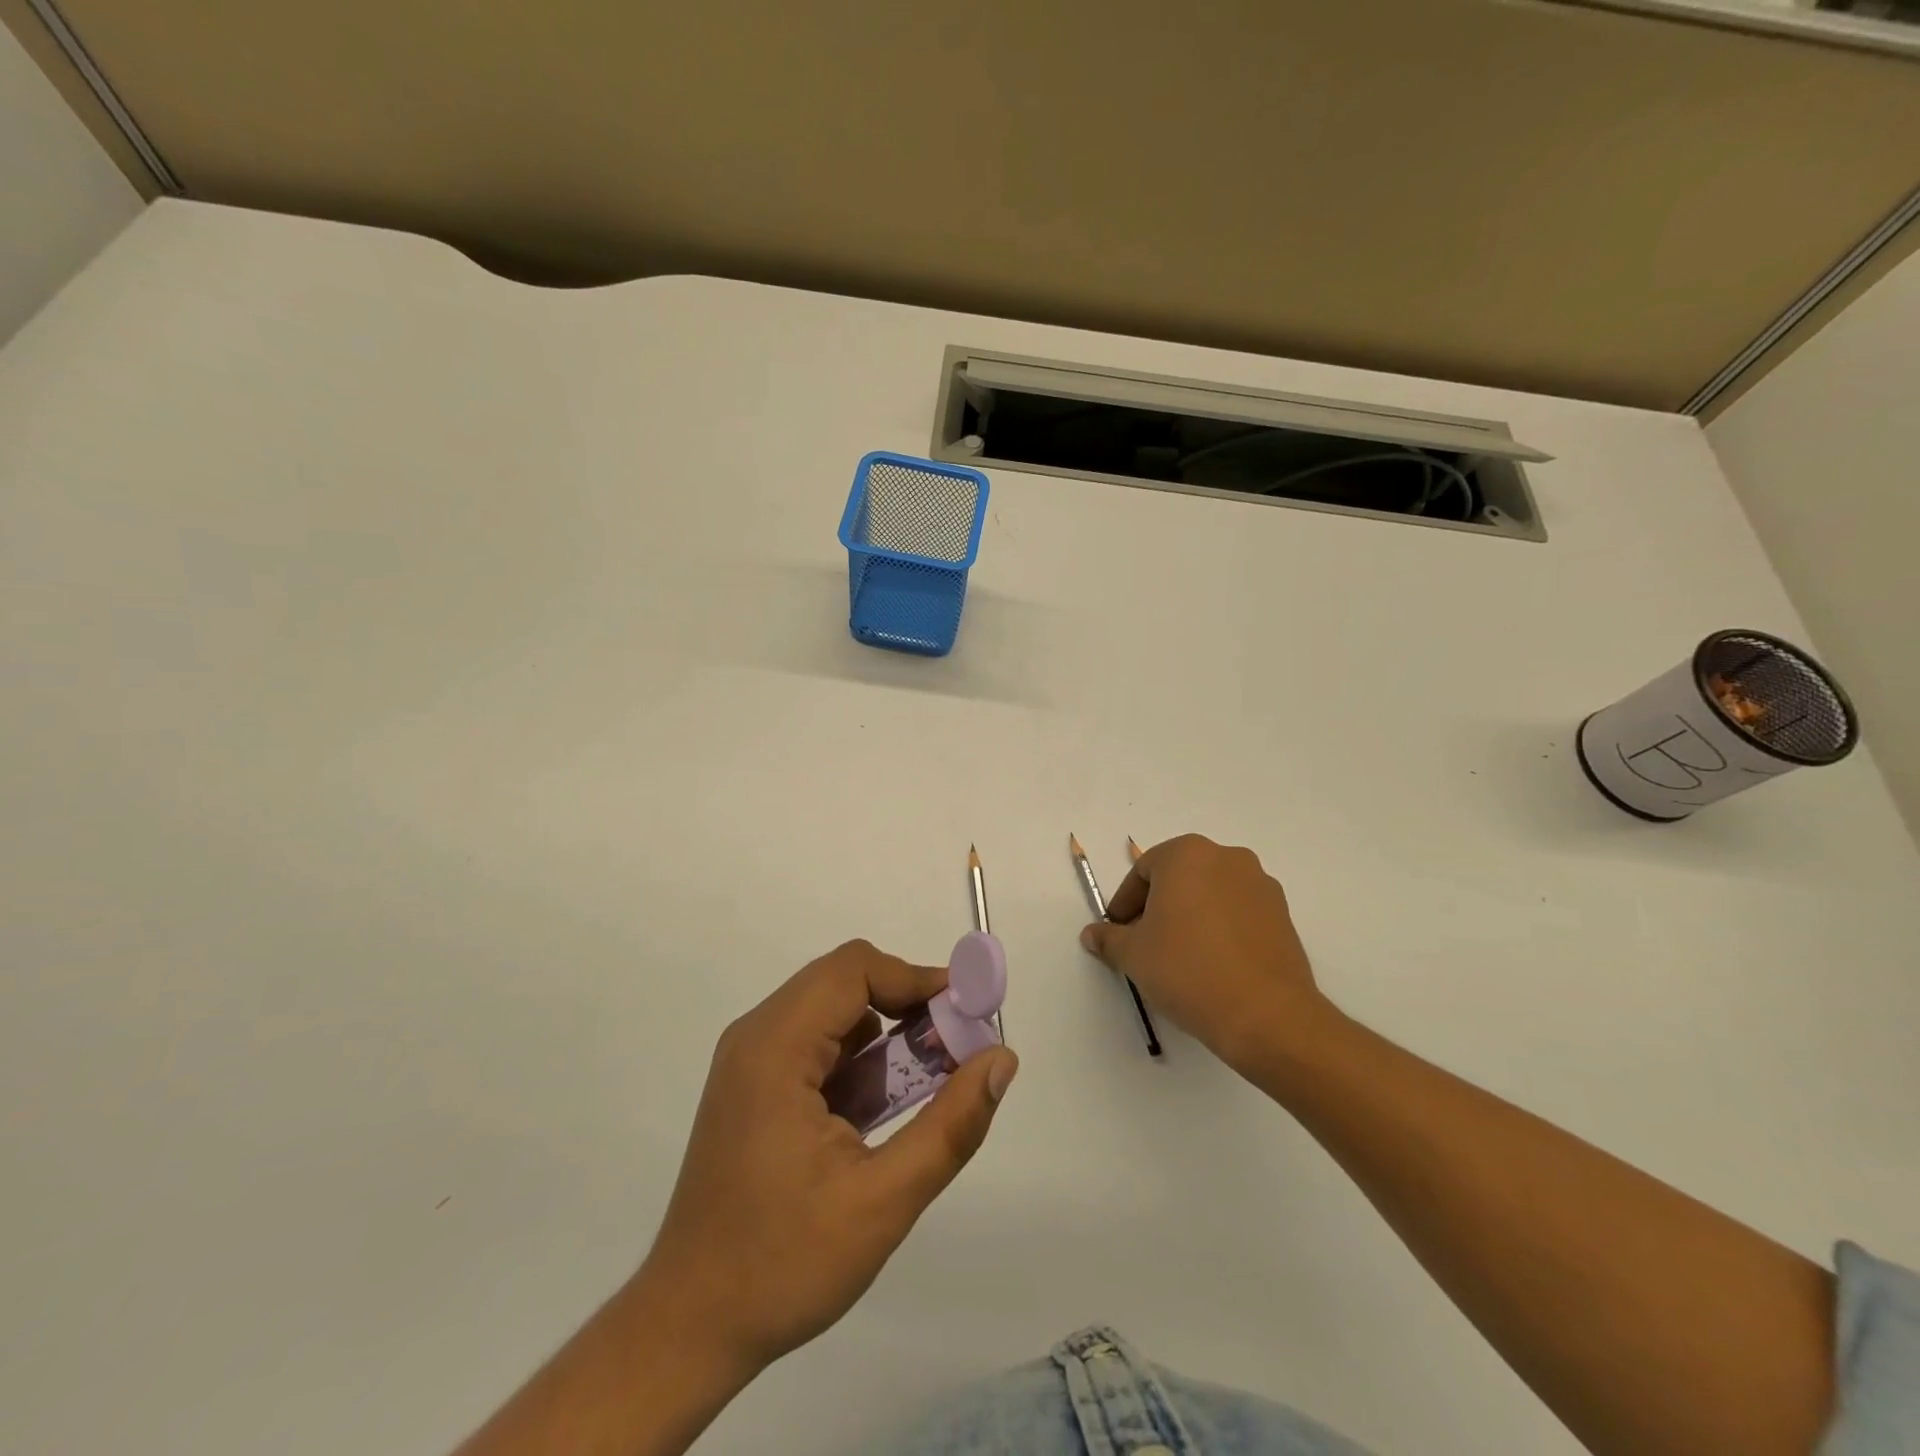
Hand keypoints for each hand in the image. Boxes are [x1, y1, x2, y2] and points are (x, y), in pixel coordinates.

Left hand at [639, 939, 1018, 1377]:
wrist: (688, 1326)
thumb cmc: (782, 1264)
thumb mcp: (882, 1200)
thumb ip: (950, 1125)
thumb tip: (1002, 1059)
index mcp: (775, 1047)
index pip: (854, 970)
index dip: (916, 979)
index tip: (965, 1014)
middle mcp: (756, 1036)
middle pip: (843, 982)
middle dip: (906, 1006)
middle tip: (953, 1049)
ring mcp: (749, 1060)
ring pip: (832, 1011)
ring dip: (884, 1034)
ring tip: (925, 1081)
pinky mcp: (752, 1085)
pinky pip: (816, 1043)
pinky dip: (857, 1059)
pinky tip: (879, 1109)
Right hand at [1080, 834, 1334, 1074]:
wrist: (1265, 1014)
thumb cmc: (1188, 970)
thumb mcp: (1134, 955)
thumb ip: (1109, 938)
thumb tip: (1092, 935)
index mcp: (1187, 854)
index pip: (1143, 871)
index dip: (1125, 903)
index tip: (1118, 933)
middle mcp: (1227, 858)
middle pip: (1179, 877)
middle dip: (1157, 907)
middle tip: (1144, 943)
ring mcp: (1260, 885)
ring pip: (1210, 894)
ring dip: (1190, 916)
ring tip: (1179, 957)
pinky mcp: (1283, 915)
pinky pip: (1238, 913)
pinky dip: (1220, 929)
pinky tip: (1212, 964)